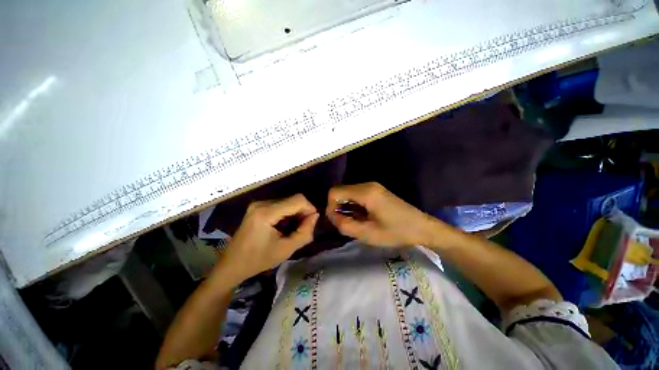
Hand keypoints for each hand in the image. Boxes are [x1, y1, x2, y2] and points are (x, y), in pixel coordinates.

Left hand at [221, 194, 318, 281]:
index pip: (297, 200)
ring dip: (293, 216)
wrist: (235, 263)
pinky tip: (282, 230)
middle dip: (301, 214)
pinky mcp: (255, 209)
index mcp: (266, 212)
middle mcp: (261, 203)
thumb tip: (315, 217)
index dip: (309, 209)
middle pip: (291, 200)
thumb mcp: (286, 249)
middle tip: (302, 232)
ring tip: (291, 233)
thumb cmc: (259, 259)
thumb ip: (304, 233)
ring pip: (285, 203)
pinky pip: (276, 207)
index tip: (312, 225)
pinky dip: (284, 216)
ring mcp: (257, 205)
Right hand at [326, 182, 437, 246]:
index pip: (334, 192)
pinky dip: (355, 208)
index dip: (330, 208)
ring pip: (349, 194)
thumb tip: (331, 217)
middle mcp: (368, 185)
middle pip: (341, 192)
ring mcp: (374, 188)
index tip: (337, 224)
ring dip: (347, 209)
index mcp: (366, 192)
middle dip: (338, 209)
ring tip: (355, 226)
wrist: (421, 228)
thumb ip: (345, 225)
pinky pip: (358, 196)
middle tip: (345, 227)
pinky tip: (363, 221)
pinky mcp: (379, 193)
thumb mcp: (368, 234)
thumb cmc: (396, 232)